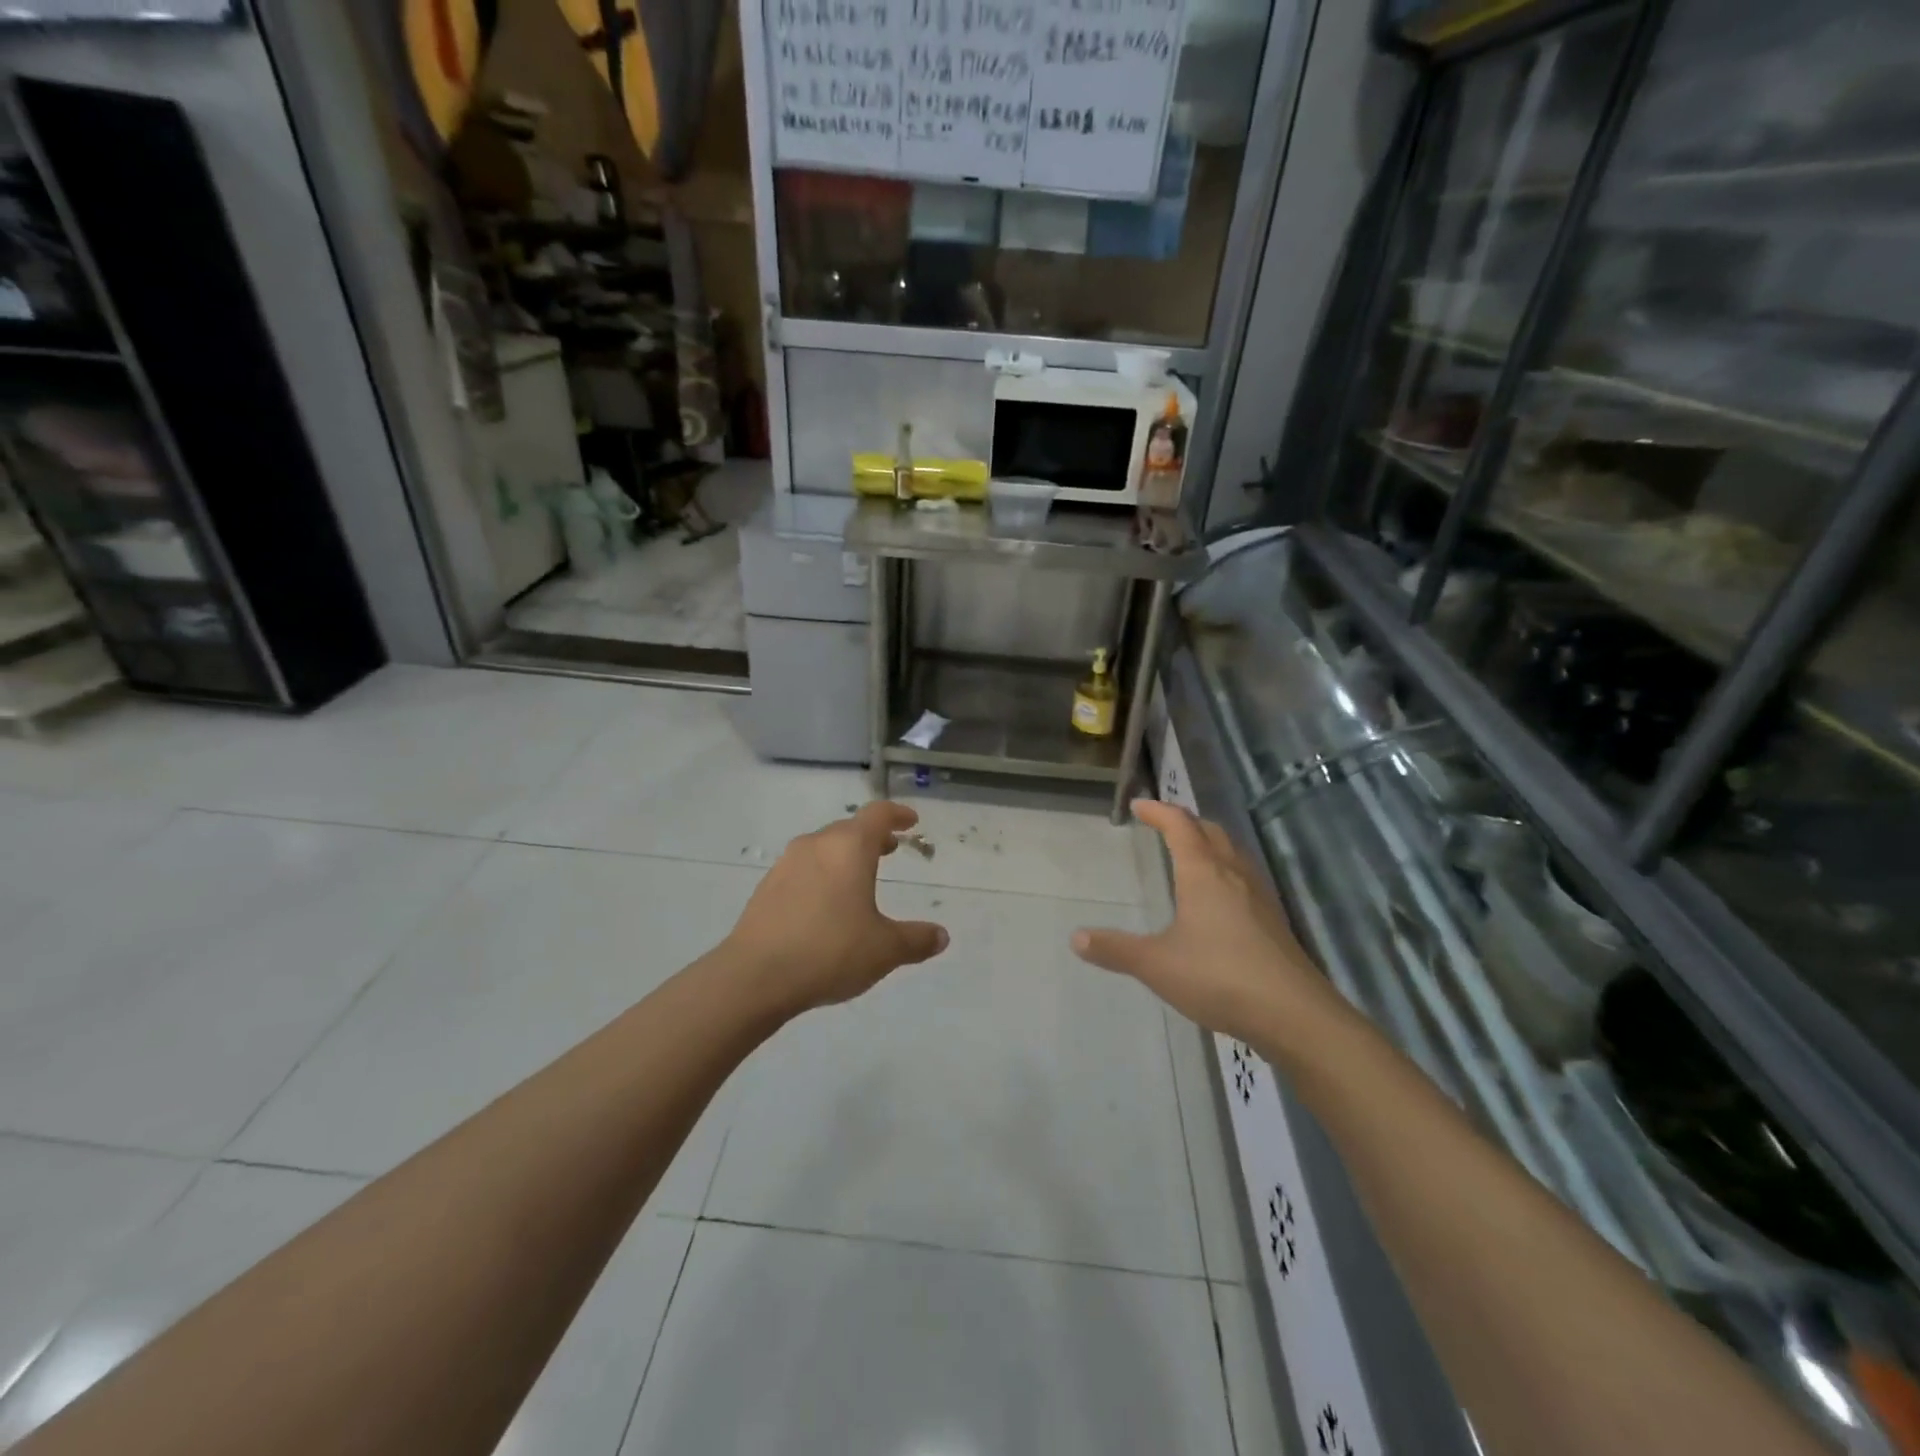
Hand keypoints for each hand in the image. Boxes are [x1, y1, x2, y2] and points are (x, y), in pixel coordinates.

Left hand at [723, 801, 948, 1015]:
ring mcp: (786, 864)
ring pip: (823, 848)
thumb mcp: (884, 949)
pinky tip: (825, 905)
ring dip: (844, 856)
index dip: (897, 814)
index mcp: (849, 848)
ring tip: (859, 878)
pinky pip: (803, 869)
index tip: (911, 822)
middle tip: (890, 850)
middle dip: (872, 837)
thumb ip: (916, 940)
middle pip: (848, 829)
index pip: (877, 814)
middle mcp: (816, 845)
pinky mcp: (767, 887)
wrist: (755, 976)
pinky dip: (821, 875)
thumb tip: (941, 937)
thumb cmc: (830, 951)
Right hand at [1072, 800, 1336, 1043]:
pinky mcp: (1274, 921)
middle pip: (1211, 831)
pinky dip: (1226, 868)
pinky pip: (1245, 877)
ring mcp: (1260, 897)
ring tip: (1191, 852)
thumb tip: (1076, 938)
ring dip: (1210, 842)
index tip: (1139, 805)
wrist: (1294, 1014)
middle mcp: (1234, 875)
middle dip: (1186, 821)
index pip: (1180, 826)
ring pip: (1233, 853)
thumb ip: (1116, 950)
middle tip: (1164, 824)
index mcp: (1204, 873)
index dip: (1158, 811)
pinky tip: (1220, 898)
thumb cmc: (1219, 977)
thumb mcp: (1156, 965)